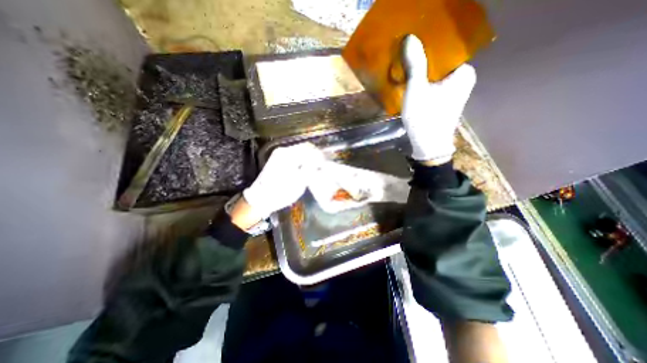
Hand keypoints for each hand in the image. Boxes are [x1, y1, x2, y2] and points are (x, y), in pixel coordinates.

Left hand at [240, 141, 323, 220]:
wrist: (260, 199)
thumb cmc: (280, 192)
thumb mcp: (299, 183)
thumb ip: (310, 169)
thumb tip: (319, 162)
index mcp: (288, 155)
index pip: (309, 149)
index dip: (319, 156)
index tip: (325, 164)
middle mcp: (283, 151)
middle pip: (304, 148)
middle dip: (315, 156)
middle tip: (322, 166)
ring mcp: (279, 154)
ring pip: (300, 151)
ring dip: (309, 158)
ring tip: (316, 168)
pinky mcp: (278, 159)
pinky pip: (294, 155)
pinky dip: (303, 160)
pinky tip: (306, 168)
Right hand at [403, 34, 476, 164]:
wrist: (428, 147)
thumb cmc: (424, 119)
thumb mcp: (416, 91)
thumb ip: (415, 65)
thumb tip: (409, 38)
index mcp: (462, 72)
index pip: (445, 50)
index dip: (426, 47)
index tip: (409, 47)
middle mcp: (463, 78)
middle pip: (440, 62)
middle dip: (422, 61)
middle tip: (404, 58)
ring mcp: (455, 91)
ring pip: (435, 74)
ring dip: (420, 72)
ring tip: (405, 69)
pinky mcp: (445, 100)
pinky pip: (433, 84)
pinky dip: (422, 83)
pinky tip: (411, 83)